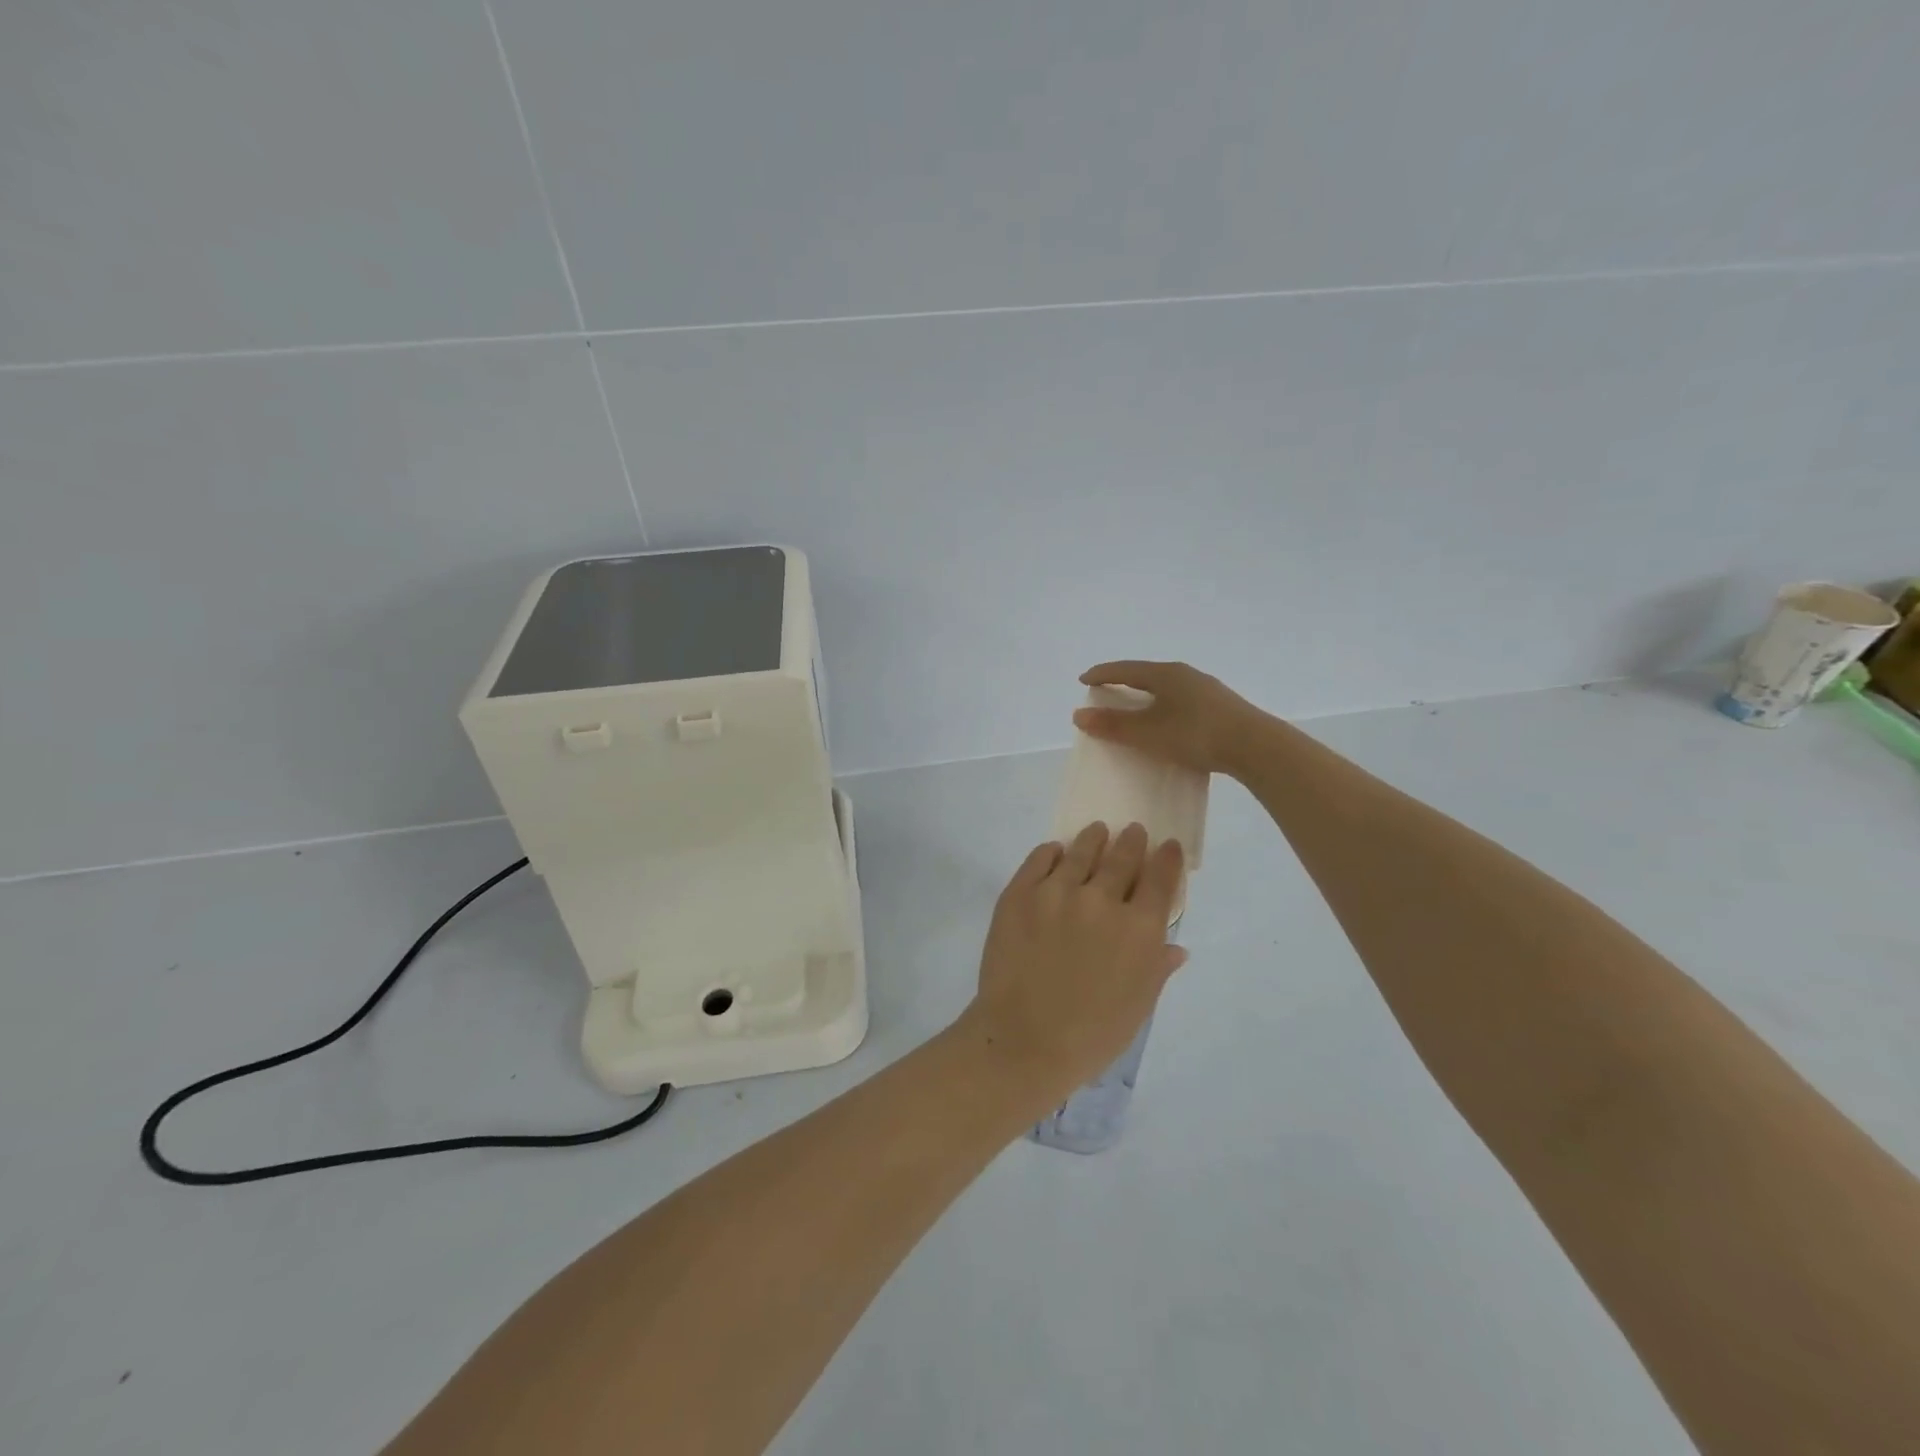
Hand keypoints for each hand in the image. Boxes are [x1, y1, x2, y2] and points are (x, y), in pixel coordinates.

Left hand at [959, 822, 1186, 1100]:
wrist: (1023, 1040)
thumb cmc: (1091, 1035)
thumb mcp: (1138, 1006)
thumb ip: (1157, 968)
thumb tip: (1175, 947)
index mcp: (1139, 929)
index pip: (1160, 879)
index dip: (1167, 858)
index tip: (1167, 846)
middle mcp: (1101, 900)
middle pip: (1122, 858)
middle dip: (1132, 841)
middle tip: (1134, 830)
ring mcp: (1056, 892)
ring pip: (1081, 852)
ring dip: (1093, 839)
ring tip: (1097, 831)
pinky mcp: (1020, 893)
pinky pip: (1039, 859)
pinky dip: (1051, 852)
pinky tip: (1055, 851)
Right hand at [1074, 661, 1269, 776]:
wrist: (1256, 747)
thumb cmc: (1196, 735)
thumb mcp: (1148, 733)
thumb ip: (1114, 725)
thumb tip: (1079, 715)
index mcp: (1166, 674)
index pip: (1125, 669)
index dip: (1102, 674)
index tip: (1084, 680)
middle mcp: (1186, 675)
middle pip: (1146, 675)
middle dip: (1124, 684)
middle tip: (1106, 694)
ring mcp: (1206, 690)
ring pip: (1166, 689)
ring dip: (1146, 698)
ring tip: (1135, 710)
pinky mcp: (1219, 707)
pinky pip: (1181, 701)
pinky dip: (1164, 708)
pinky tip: (1166, 724)